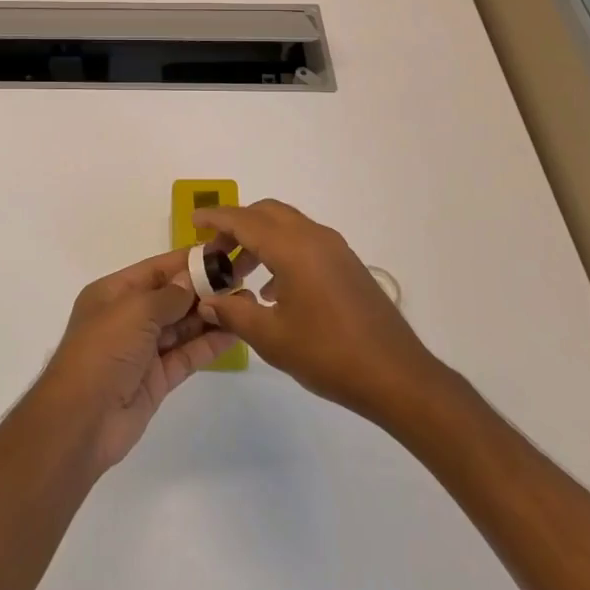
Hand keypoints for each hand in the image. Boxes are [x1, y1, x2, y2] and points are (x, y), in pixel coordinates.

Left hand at [32, 249, 238, 474]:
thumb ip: (169, 295)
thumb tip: (191, 281)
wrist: (82, 420)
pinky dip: (209, 343)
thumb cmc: (103, 352)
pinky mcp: (157, 379)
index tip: (222, 253)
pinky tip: (235, 331)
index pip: (156, 270)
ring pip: (182, 326)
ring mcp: (143, 349)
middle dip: (204, 288)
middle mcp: (127, 317)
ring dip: (211, 315)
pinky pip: (187, 354)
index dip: (187, 261)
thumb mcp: (134, 311)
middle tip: (243, 278)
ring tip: (247, 303)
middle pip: (171, 297)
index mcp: (113, 293)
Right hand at [193, 199, 438, 419]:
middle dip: (236, 226)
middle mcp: (314, 237)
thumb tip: (207, 301)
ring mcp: (335, 249)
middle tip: (215, 253)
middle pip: (266, 213)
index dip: (215, 218)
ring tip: (240, 275)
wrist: (397, 376)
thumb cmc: (329, 354)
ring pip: (287, 226)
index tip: (193, 222)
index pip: (244, 220)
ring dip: (259, 240)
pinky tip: (274, 291)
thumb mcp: (271, 338)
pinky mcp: (347, 265)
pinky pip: (305, 242)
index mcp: (292, 248)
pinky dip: (281, 251)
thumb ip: (234, 313)